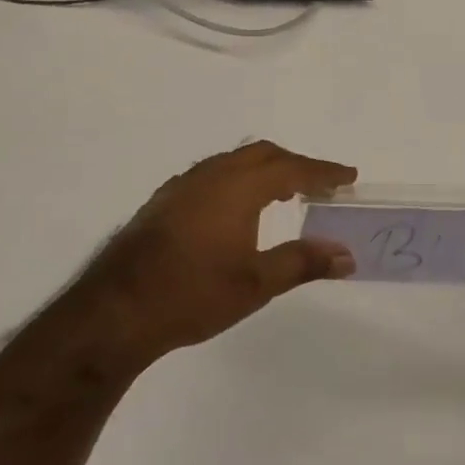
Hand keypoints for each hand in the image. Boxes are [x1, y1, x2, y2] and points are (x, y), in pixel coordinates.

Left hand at [71, 141, 357, 371]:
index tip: (349, 176)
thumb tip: (346, 255)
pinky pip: (211, 174)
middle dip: (295, 164)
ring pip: (233, 161)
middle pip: (263, 154)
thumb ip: (303, 262)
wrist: (116, 310)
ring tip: (284, 192)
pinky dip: (237, 179)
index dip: (324, 171)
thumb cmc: (193, 294)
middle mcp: (211, 174)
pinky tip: (235, 208)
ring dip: (264, 170)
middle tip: (320, 184)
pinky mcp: (163, 201)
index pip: (293, 168)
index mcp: (238, 187)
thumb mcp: (256, 284)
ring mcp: (183, 185)